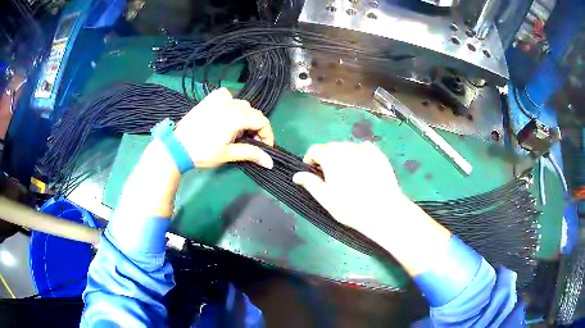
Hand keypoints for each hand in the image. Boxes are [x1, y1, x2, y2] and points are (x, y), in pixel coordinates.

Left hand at [174, 88, 273, 168]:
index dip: (267, 135)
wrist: (177, 147)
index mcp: (235, 117)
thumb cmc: (202, 153)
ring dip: (246, 118)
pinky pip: (229, 98)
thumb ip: (251, 153)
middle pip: (253, 113)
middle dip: (257, 128)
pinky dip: (233, 106)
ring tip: (237, 133)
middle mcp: (230, 103)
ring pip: (243, 105)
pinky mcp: (211, 98)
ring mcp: (219, 98)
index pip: (262, 121)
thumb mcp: (228, 154)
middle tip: (251, 143)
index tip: (265, 147)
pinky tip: (228, 117)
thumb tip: (270, 162)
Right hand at [292, 142, 409, 235]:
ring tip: (347, 174)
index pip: (315, 149)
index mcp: (331, 156)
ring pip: (348, 147)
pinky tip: (362, 166)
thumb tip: (296, 175)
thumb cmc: (350, 207)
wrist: (384, 211)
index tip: (312, 172)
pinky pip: (365, 149)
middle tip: (329, 176)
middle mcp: (347, 147)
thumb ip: (310, 183)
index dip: (310, 160)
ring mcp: (365, 149)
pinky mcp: (379, 155)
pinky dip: (359, 154)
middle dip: (326, 158)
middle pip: (331, 147)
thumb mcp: (326, 198)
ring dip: (343, 156)